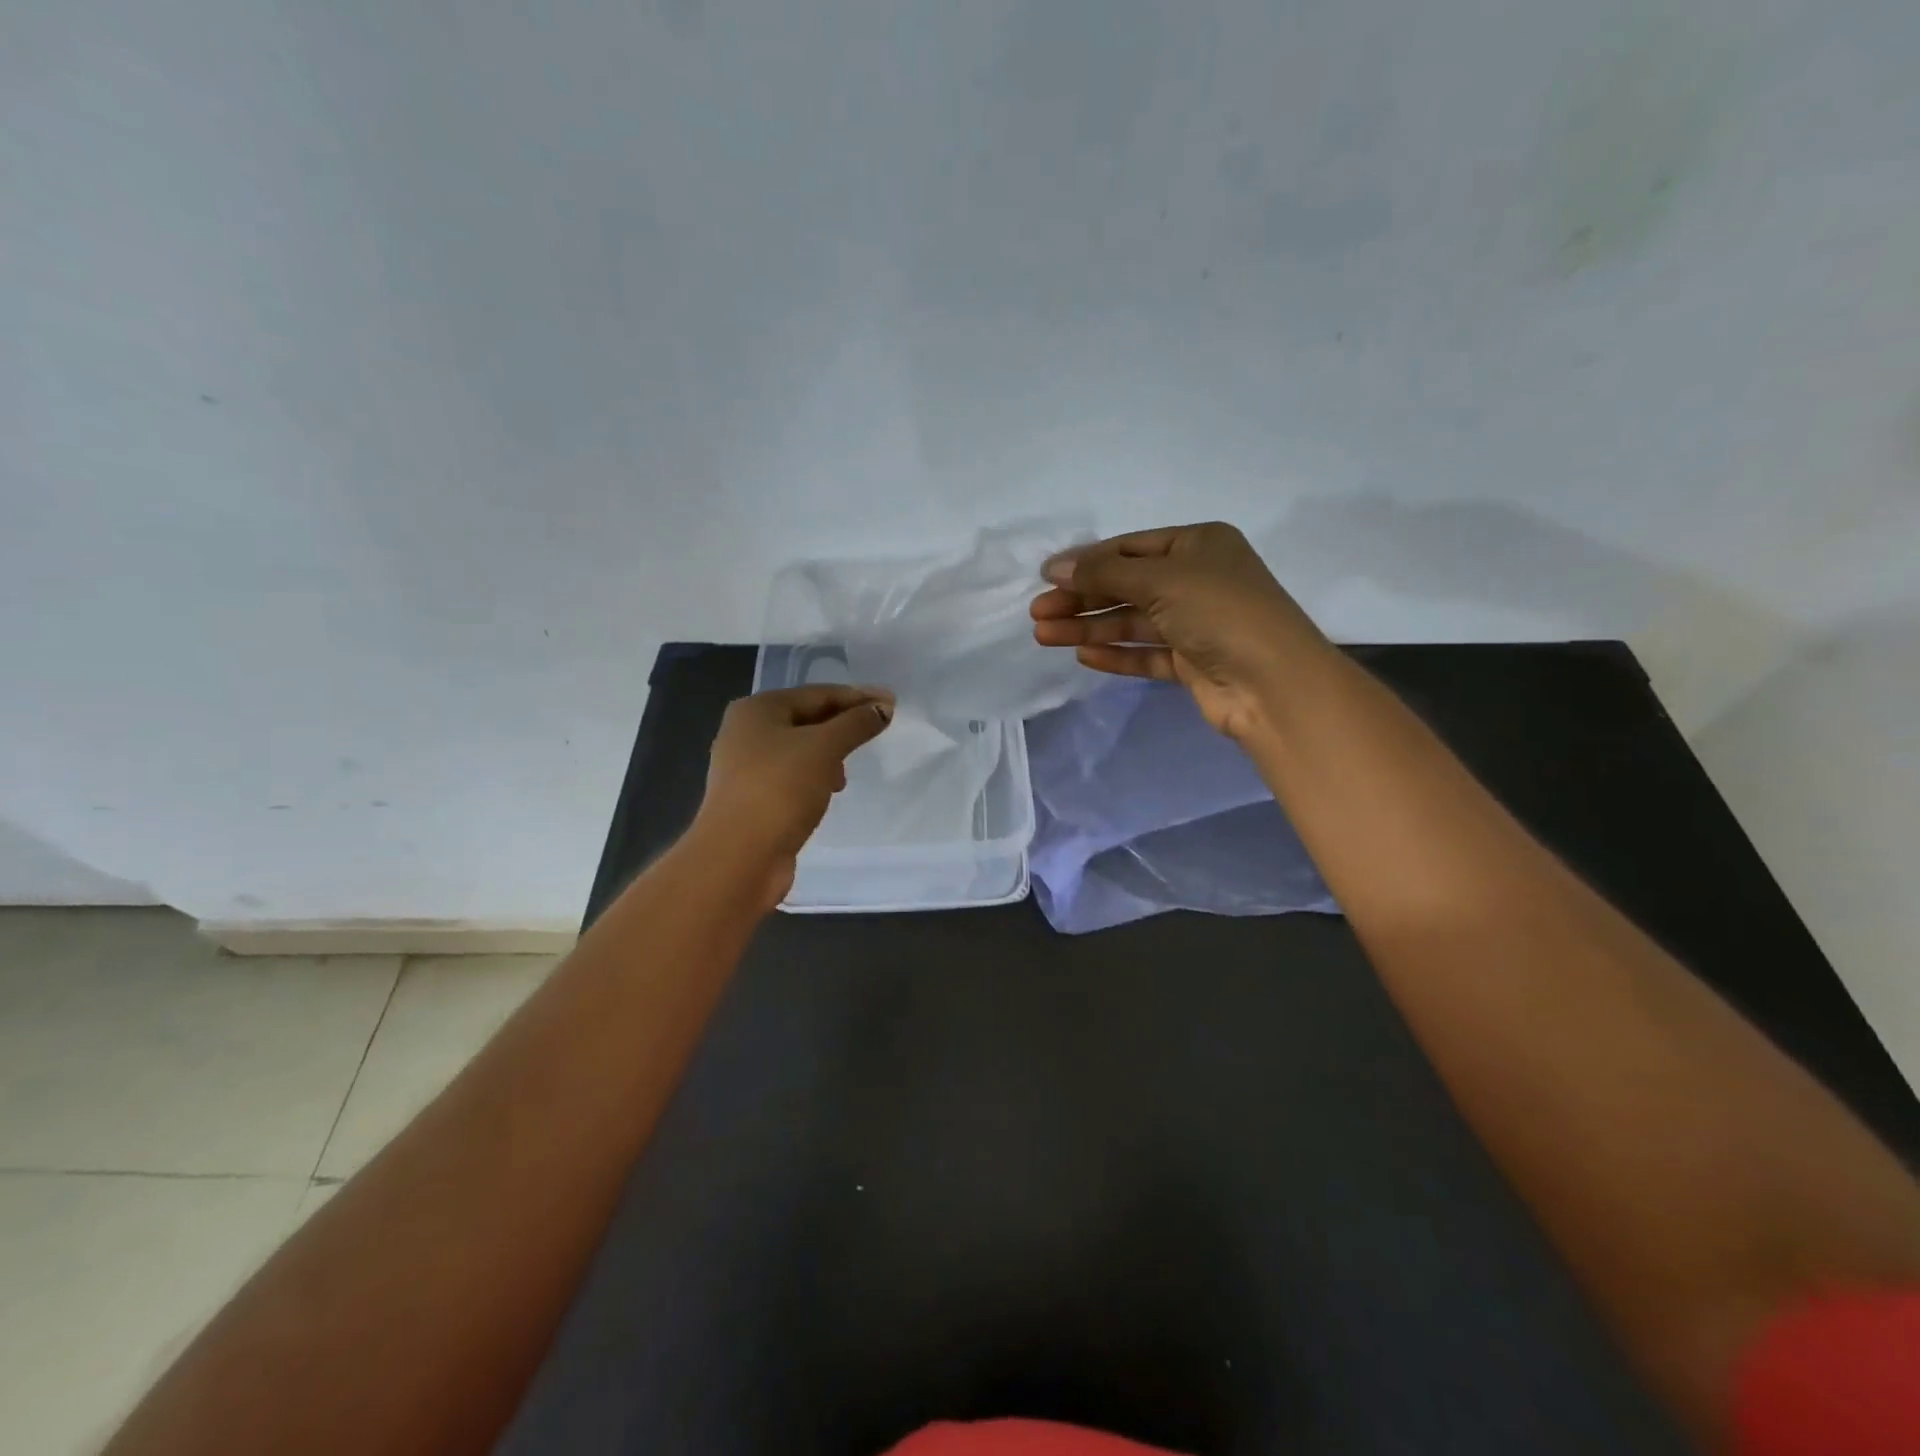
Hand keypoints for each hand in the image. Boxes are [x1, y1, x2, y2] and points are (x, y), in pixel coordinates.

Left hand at [693, 685, 894, 907]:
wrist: (738, 857)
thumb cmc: (779, 789)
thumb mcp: (824, 748)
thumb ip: (856, 724)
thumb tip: (883, 707)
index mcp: (756, 710)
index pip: (817, 694)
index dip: (856, 697)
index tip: (891, 703)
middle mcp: (745, 732)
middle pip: (806, 719)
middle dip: (843, 726)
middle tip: (878, 732)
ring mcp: (745, 768)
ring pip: (799, 750)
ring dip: (829, 755)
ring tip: (848, 772)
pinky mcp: (752, 799)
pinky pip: (792, 777)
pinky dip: (814, 778)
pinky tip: (829, 792)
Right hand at [1030, 522, 1331, 740]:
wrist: (1272, 683)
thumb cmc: (1220, 611)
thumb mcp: (1161, 578)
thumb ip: (1105, 572)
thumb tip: (1054, 567)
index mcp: (1199, 545)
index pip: (1130, 548)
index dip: (1087, 562)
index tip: (1045, 578)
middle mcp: (1198, 580)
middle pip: (1126, 586)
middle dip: (1081, 599)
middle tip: (1038, 613)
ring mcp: (1196, 623)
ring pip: (1132, 623)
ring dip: (1090, 628)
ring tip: (1044, 636)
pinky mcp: (1193, 663)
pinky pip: (1146, 653)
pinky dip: (1116, 654)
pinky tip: (1083, 657)